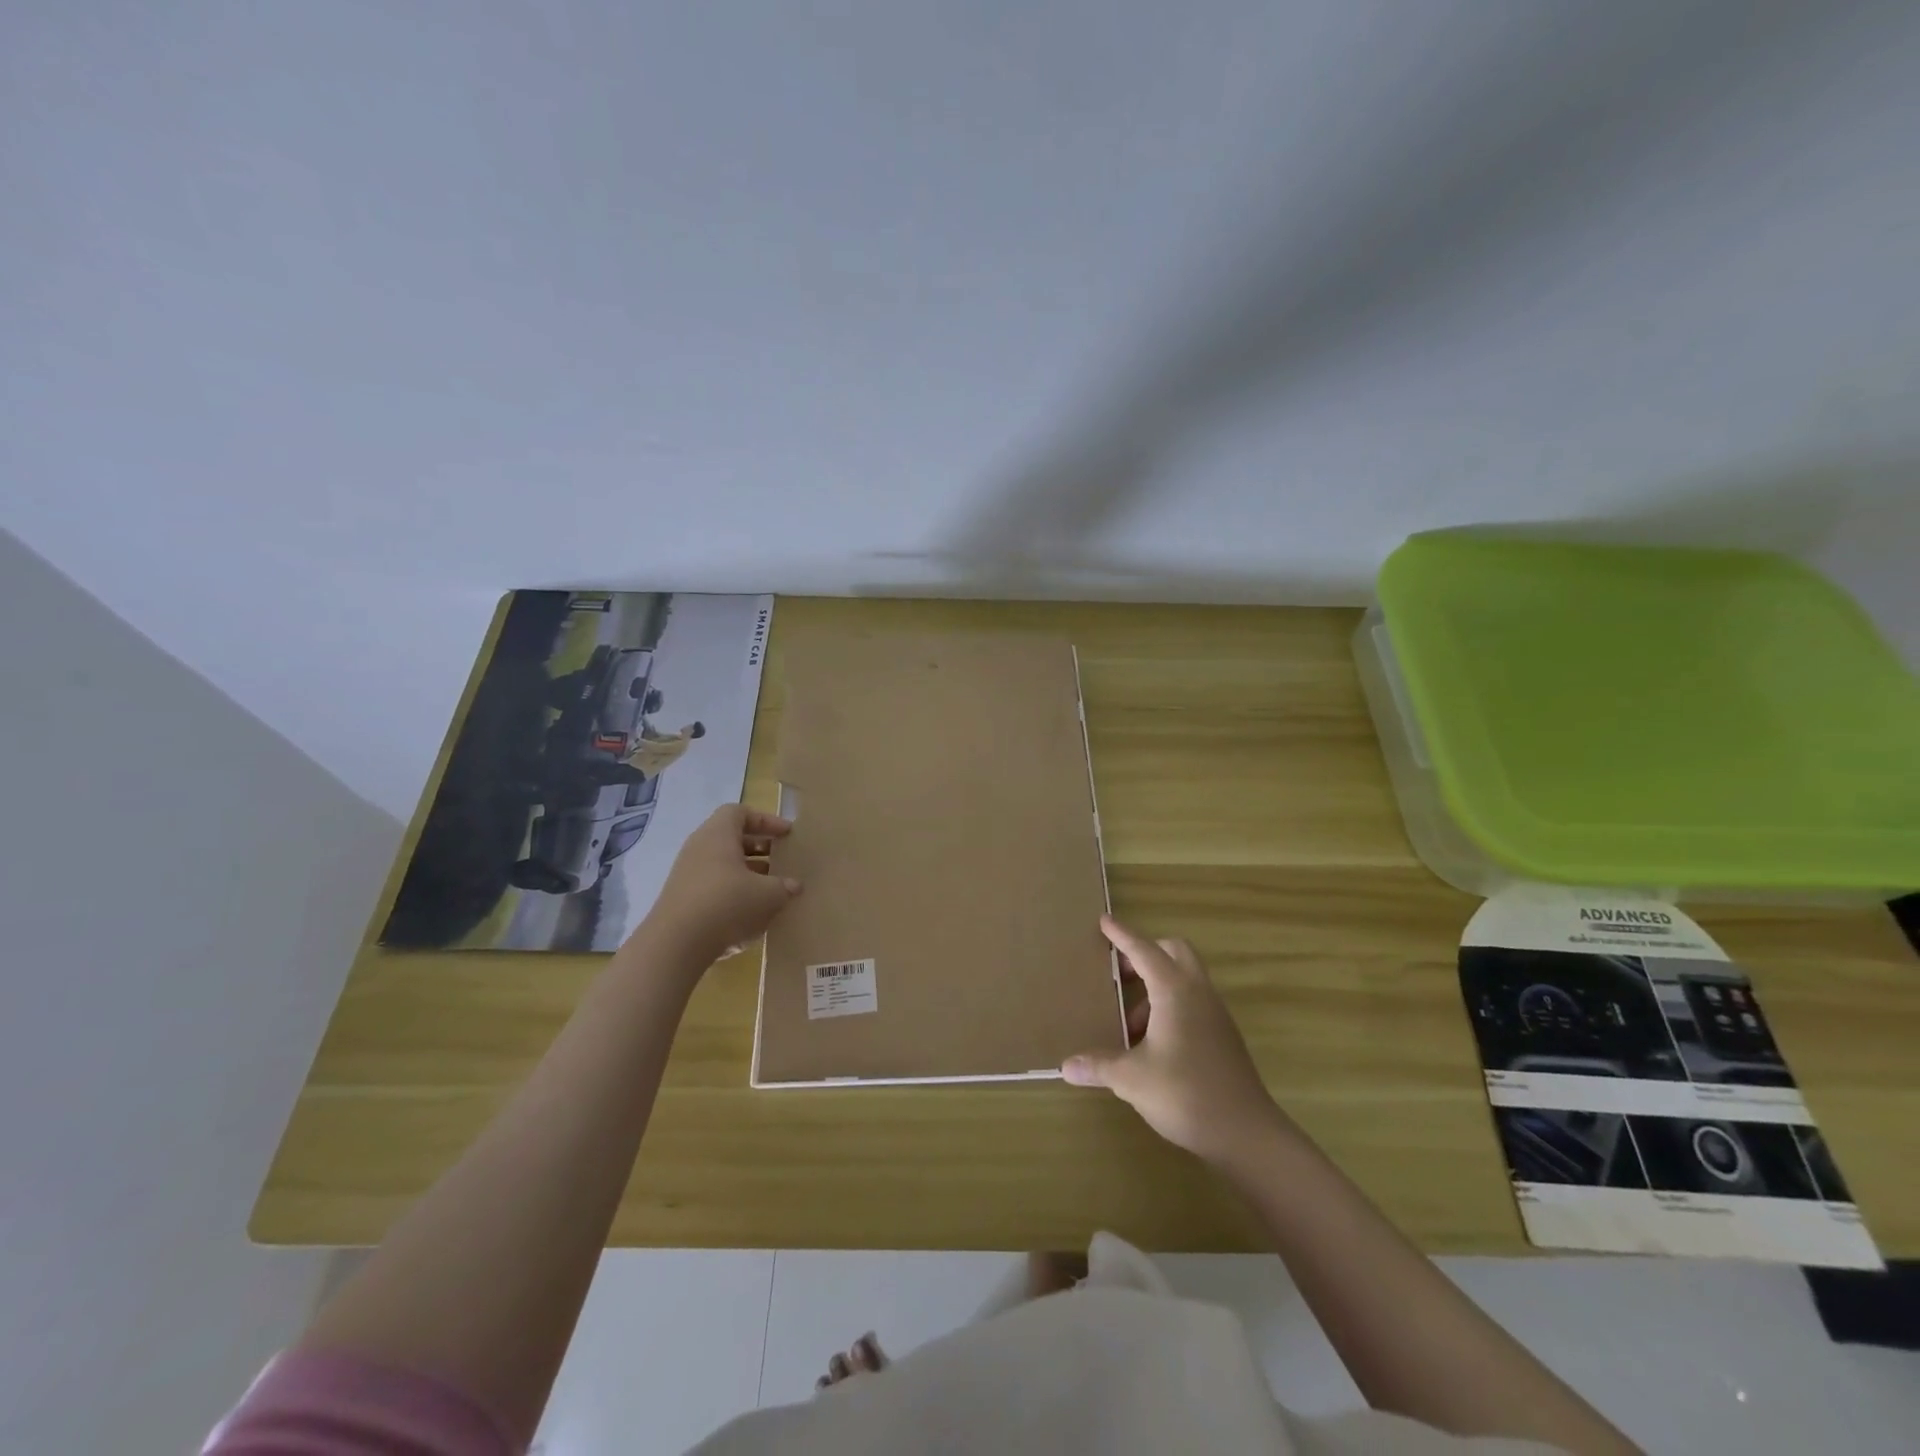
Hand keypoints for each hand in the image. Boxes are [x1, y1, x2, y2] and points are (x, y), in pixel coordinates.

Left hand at [638, 806, 800, 966]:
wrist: (675, 945)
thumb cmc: (727, 904)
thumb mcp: (768, 895)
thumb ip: (784, 886)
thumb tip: (794, 885)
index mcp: (718, 834)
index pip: (740, 812)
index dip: (766, 820)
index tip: (787, 834)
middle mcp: (699, 848)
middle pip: (732, 837)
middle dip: (760, 847)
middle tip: (782, 859)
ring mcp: (687, 874)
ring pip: (723, 863)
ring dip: (749, 871)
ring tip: (771, 887)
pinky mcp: (682, 899)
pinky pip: (713, 885)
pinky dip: (734, 890)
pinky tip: (751, 911)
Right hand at [1062, 916, 1287, 1166]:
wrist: (1246, 1133)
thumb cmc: (1185, 1093)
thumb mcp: (1132, 1079)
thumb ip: (1099, 1066)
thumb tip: (1066, 1066)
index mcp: (1175, 991)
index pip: (1144, 950)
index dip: (1122, 935)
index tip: (1104, 921)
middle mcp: (1198, 993)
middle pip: (1174, 952)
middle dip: (1145, 953)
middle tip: (1118, 974)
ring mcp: (1215, 1014)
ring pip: (1184, 978)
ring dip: (1156, 987)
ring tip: (1128, 1023)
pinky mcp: (1223, 1036)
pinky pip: (1192, 1002)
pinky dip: (1169, 1006)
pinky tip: (1151, 1043)